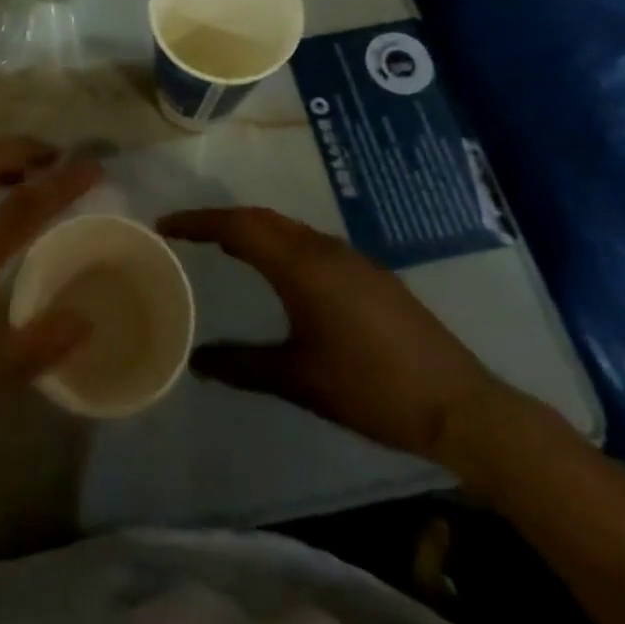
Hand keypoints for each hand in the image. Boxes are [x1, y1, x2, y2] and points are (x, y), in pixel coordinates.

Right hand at [159, 207, 511, 463]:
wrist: (459, 405)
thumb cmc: (371, 388)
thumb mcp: (298, 380)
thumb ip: (242, 365)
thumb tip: (195, 361)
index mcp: (301, 265)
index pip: (237, 226)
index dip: (198, 222)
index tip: (165, 225)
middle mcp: (323, 248)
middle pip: (261, 218)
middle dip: (220, 219)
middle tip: (187, 233)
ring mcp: (350, 257)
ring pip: (287, 228)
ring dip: (252, 228)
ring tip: (223, 245)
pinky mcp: (369, 273)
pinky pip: (308, 242)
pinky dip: (278, 242)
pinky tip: (277, 270)